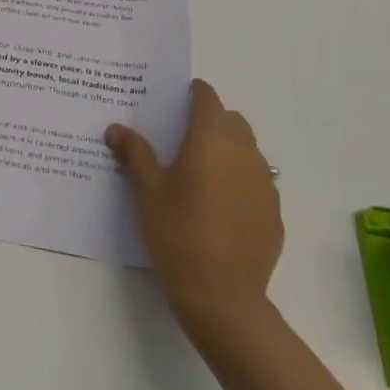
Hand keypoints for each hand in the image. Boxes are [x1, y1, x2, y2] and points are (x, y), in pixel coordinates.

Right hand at [106, 78, 283, 343]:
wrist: (222, 296)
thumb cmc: (177, 233)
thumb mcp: (146, 191)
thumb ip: (134, 154)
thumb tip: (116, 129)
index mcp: (211, 139)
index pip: (208, 98)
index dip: (193, 94)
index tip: (175, 101)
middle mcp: (244, 152)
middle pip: (231, 121)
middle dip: (210, 121)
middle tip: (181, 139)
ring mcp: (265, 183)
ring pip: (247, 150)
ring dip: (227, 150)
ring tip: (199, 174)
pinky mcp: (273, 212)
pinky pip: (256, 181)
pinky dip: (239, 181)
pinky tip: (219, 207)